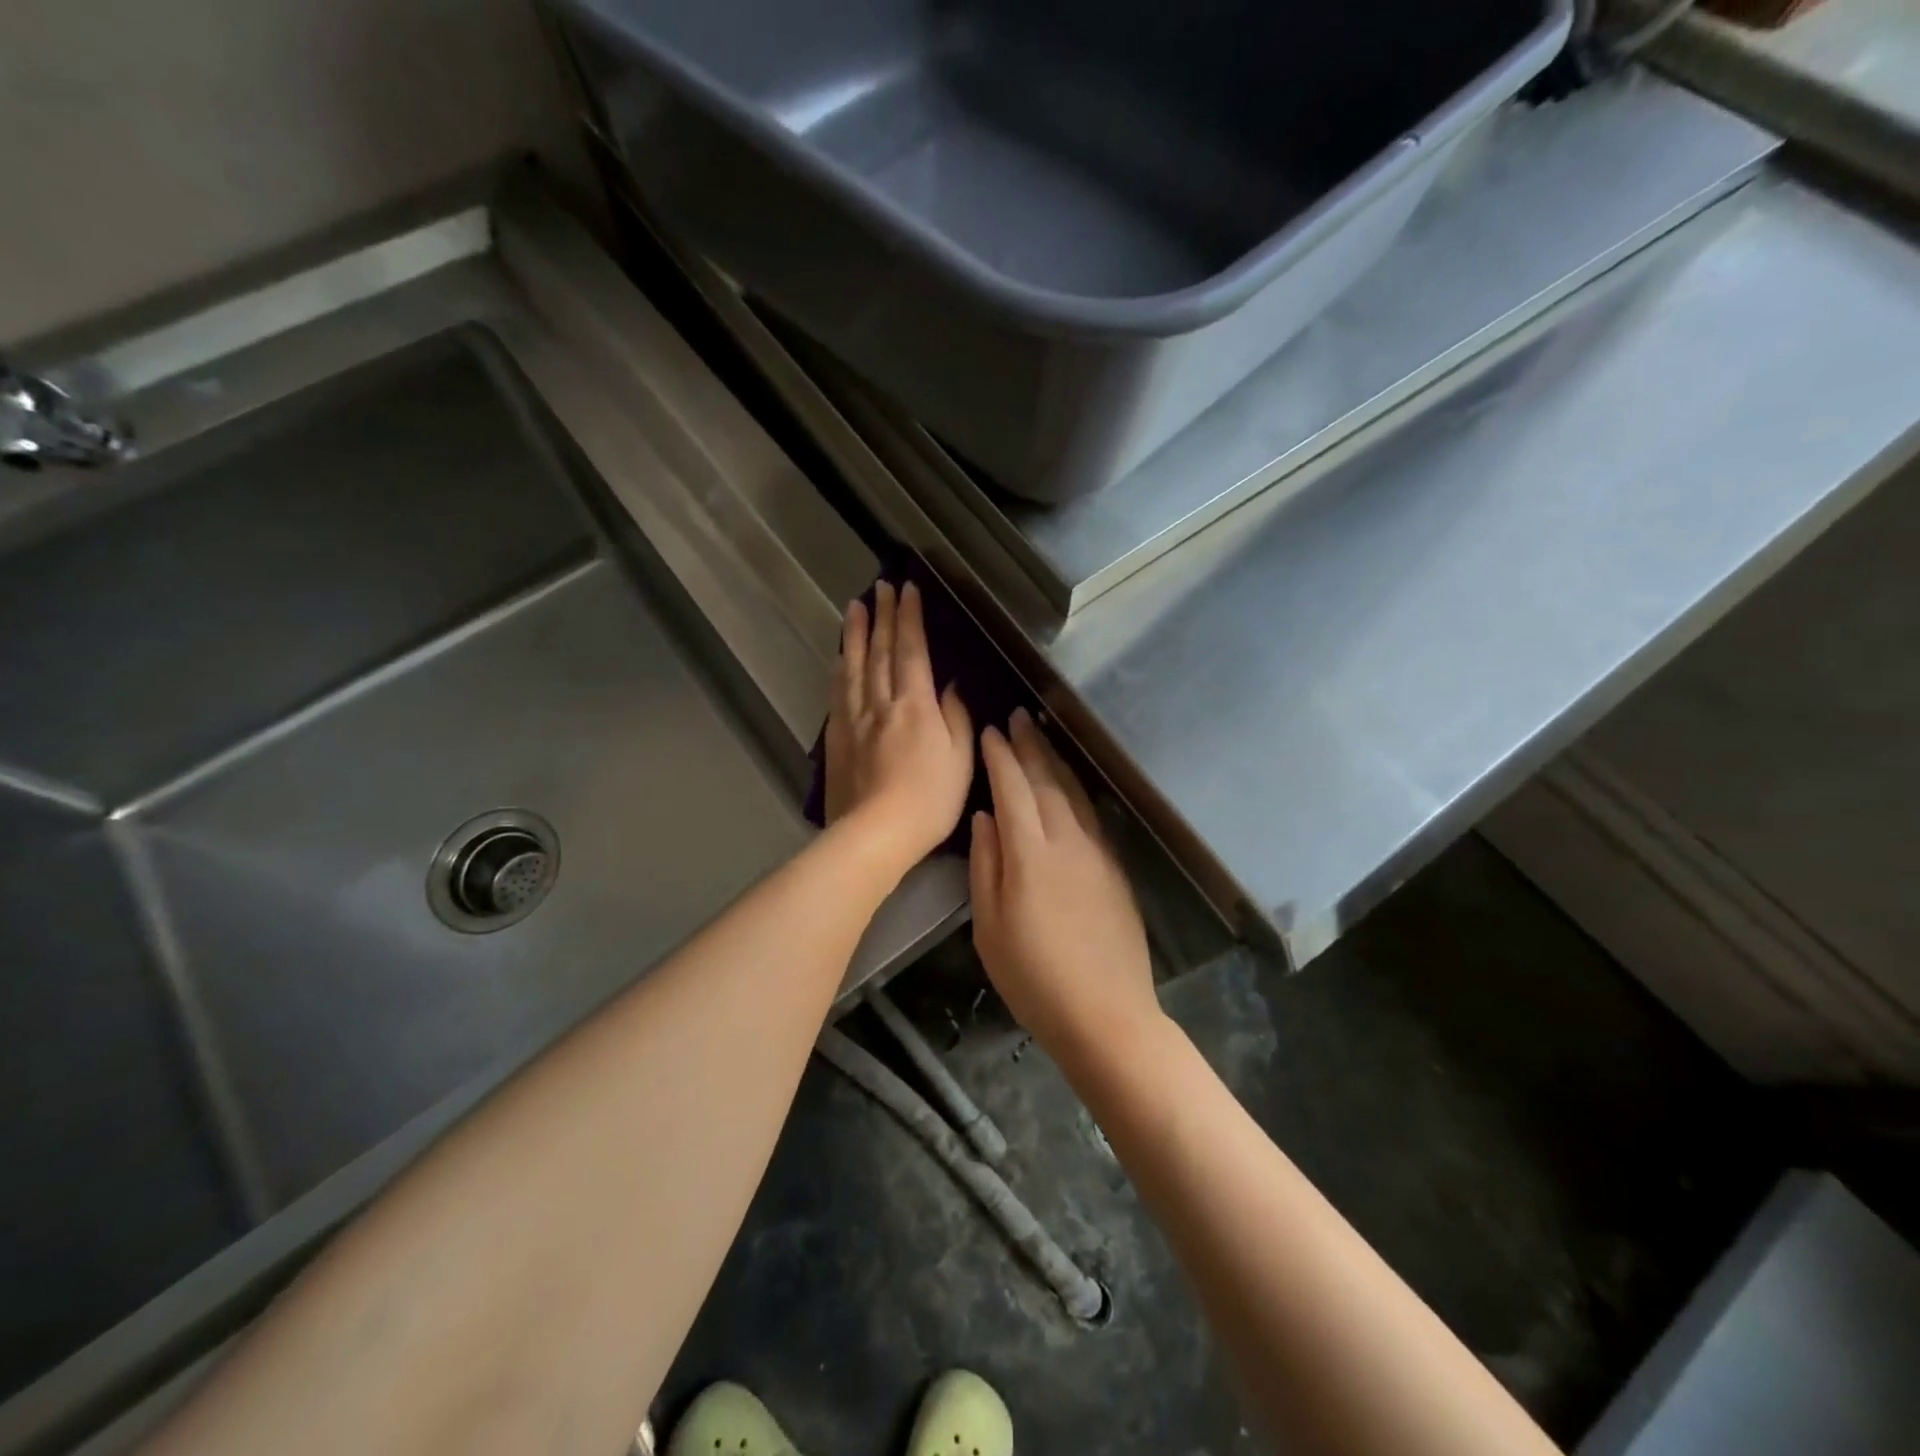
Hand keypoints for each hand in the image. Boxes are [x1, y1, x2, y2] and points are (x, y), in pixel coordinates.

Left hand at [824, 581, 972, 872]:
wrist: (875, 834)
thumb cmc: (929, 800)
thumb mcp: (960, 759)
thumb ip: (956, 717)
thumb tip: (951, 685)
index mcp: (915, 705)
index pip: (911, 650)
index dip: (909, 618)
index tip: (907, 589)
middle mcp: (881, 703)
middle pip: (880, 651)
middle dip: (882, 616)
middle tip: (880, 586)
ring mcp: (854, 719)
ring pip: (854, 666)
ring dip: (856, 634)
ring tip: (855, 607)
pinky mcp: (837, 738)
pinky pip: (838, 693)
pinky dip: (840, 668)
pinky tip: (839, 657)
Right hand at [970, 709, 1161, 1062]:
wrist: (1107, 1014)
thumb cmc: (1034, 978)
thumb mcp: (990, 928)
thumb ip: (986, 866)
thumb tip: (985, 817)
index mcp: (1030, 854)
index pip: (1012, 789)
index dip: (999, 757)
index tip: (988, 732)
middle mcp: (1067, 841)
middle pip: (1047, 781)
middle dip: (1030, 745)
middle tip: (1017, 716)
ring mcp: (1097, 853)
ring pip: (1074, 793)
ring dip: (1055, 760)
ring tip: (1041, 734)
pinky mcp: (1115, 868)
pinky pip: (1092, 814)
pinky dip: (1076, 789)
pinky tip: (1070, 783)